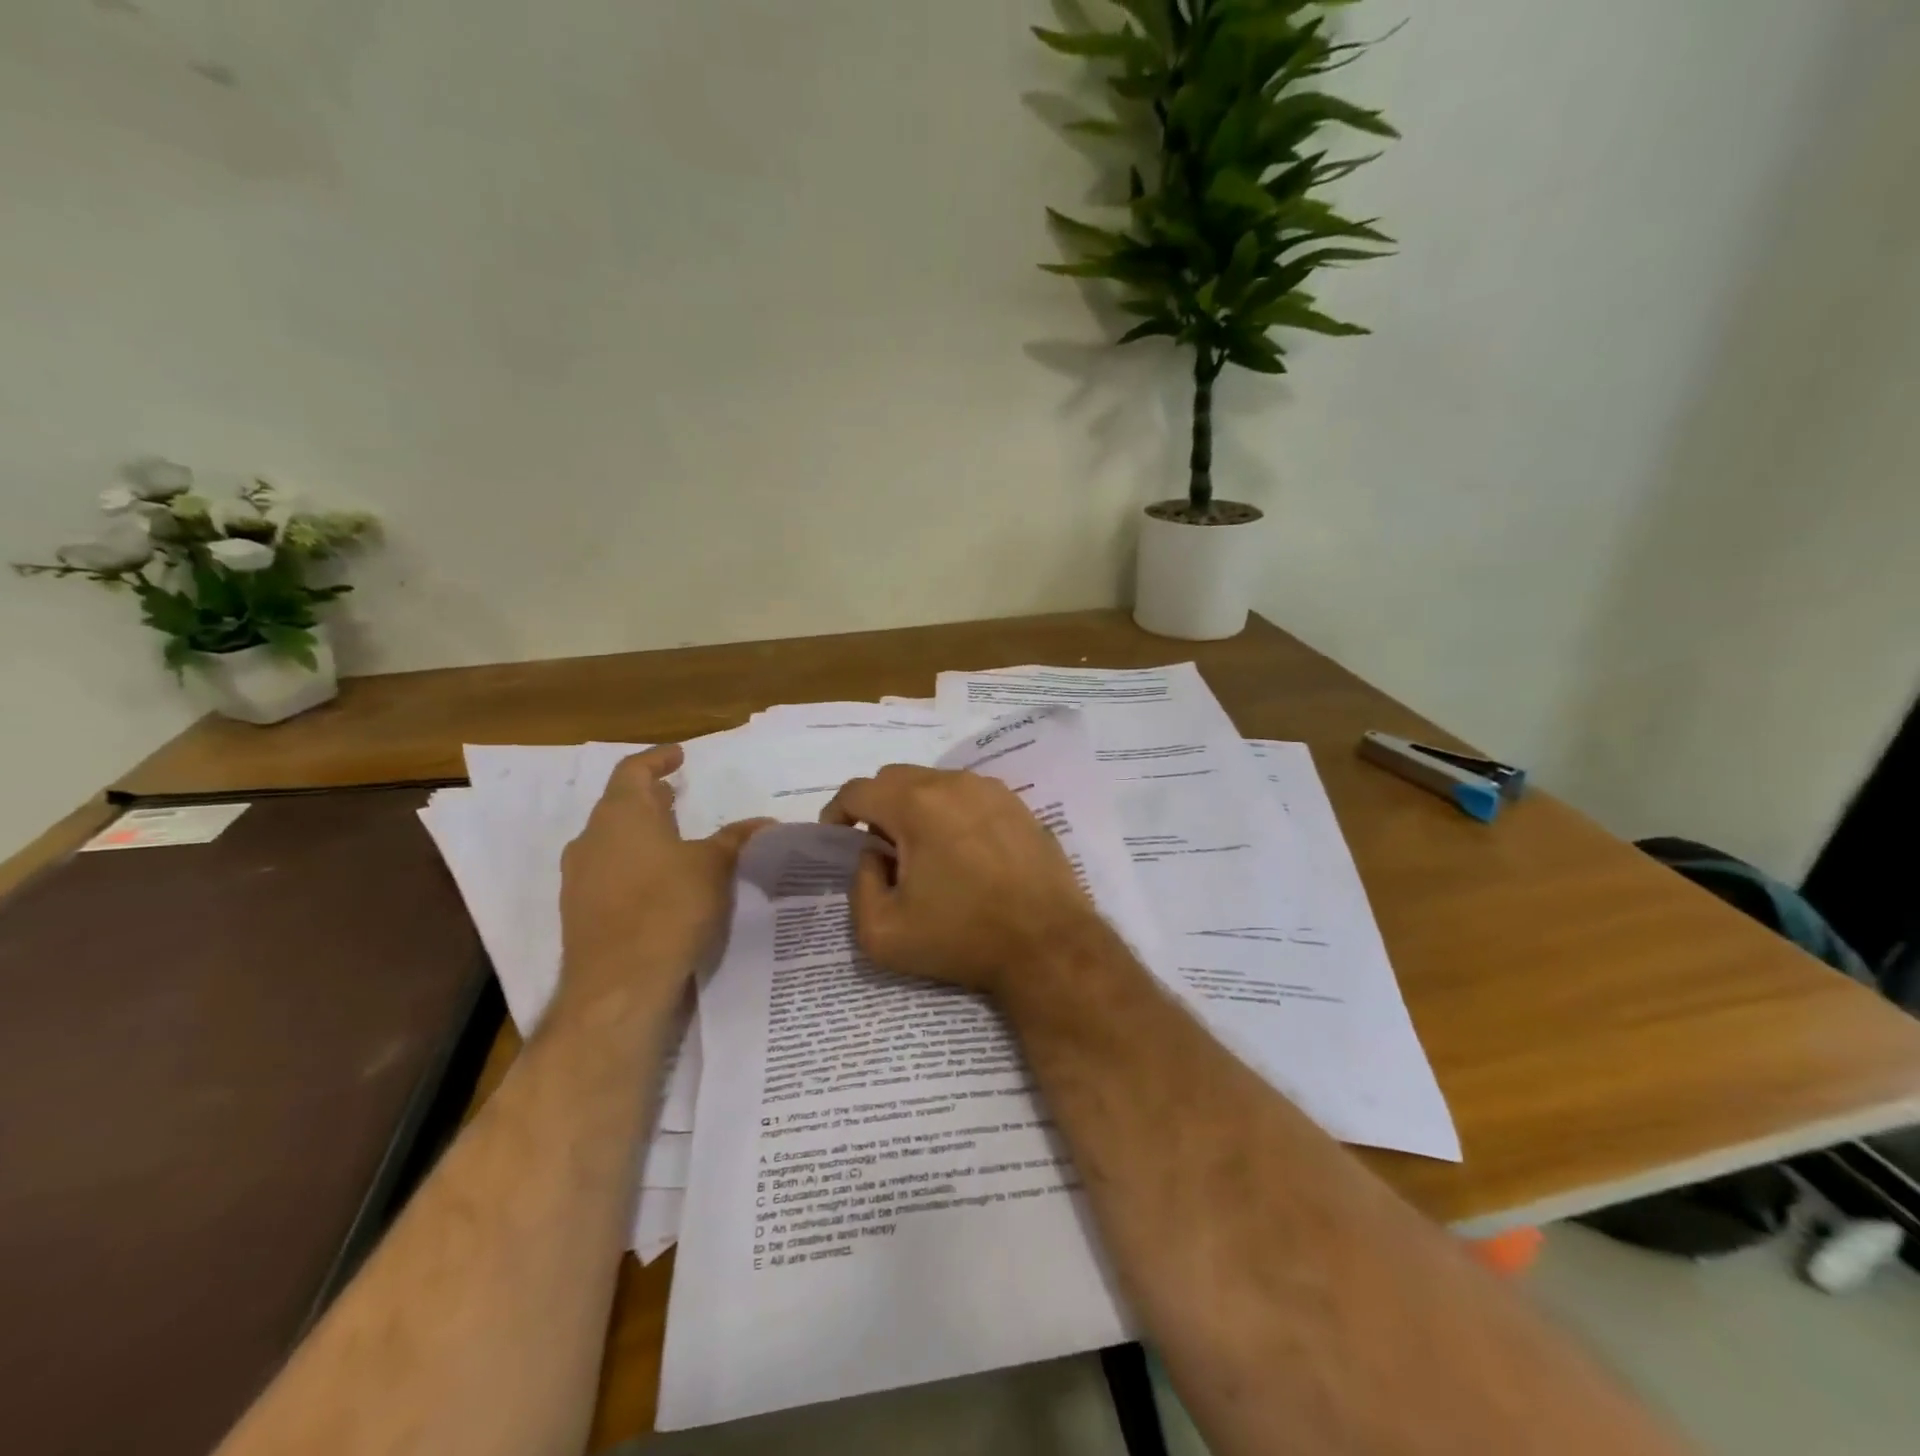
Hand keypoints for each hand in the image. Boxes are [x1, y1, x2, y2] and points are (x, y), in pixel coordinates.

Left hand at [559, 746, 768, 1017]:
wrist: (619, 985)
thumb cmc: (668, 908)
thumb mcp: (714, 867)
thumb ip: (736, 838)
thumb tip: (763, 822)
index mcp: (621, 815)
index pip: (633, 771)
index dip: (657, 759)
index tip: (679, 755)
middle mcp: (591, 839)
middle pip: (618, 805)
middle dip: (648, 798)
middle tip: (676, 794)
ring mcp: (579, 877)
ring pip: (610, 840)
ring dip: (640, 833)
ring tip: (672, 838)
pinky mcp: (579, 911)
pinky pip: (608, 872)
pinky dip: (633, 864)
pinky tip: (659, 882)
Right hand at [820, 765, 1102, 997]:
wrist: (1048, 945)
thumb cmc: (962, 938)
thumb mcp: (883, 932)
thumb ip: (859, 887)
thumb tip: (874, 857)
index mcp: (916, 805)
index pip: (858, 790)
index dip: (837, 812)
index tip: (838, 839)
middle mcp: (953, 783)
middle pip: (895, 779)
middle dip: (876, 807)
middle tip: (881, 850)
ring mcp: (991, 790)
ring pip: (934, 783)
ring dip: (915, 808)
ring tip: (925, 854)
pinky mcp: (1018, 805)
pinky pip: (969, 796)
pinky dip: (952, 813)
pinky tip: (963, 853)